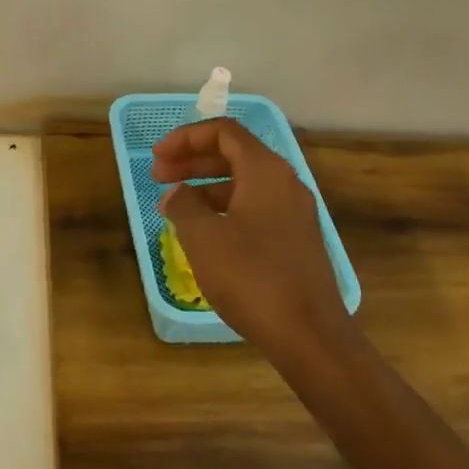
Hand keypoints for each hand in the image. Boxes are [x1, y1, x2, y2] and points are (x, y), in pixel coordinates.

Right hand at [152, 119, 354, 360]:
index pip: (222, 131)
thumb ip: (183, 205)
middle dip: (192, 160)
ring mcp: (294, 211)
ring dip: (206, 186)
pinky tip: (205, 233)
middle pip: (233, 153)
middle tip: (158, 176)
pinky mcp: (297, 239)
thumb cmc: (252, 277)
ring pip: (244, 182)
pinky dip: (225, 208)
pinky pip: (255, 206)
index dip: (185, 138)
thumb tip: (177, 193)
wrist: (311, 337)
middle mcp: (284, 182)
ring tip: (175, 207)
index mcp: (265, 170)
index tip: (157, 156)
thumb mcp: (204, 238)